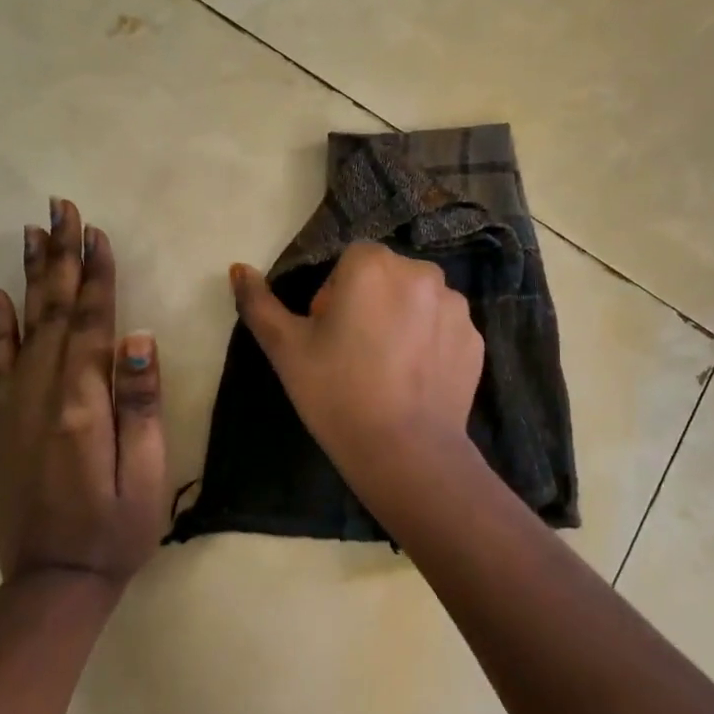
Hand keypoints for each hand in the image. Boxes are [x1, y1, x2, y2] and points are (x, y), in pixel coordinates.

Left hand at [0, 200, 165, 588]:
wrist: (53, 582)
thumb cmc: (116, 528)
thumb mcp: (146, 472)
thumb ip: (141, 403)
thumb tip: (140, 338)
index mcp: (83, 402)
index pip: (92, 321)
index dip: (95, 274)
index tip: (94, 230)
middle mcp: (44, 393)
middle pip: (54, 310)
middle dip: (60, 256)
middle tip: (60, 207)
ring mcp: (18, 406)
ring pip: (25, 325)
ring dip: (31, 276)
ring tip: (32, 232)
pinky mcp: (5, 422)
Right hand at [229, 242, 484, 504]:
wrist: (405, 452)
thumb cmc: (336, 392)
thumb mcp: (285, 348)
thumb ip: (258, 302)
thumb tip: (238, 268)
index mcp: (373, 265)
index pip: (350, 260)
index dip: (334, 294)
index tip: (328, 334)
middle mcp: (421, 272)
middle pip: (386, 275)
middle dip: (370, 301)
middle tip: (353, 352)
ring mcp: (455, 306)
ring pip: (417, 299)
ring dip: (402, 318)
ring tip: (388, 368)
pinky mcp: (476, 338)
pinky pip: (444, 327)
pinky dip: (430, 342)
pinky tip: (415, 379)